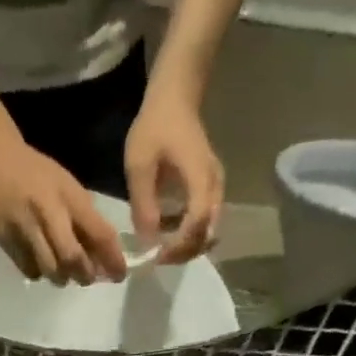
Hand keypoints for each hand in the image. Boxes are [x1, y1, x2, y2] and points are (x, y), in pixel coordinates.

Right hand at [0, 134, 127, 284]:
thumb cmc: (35, 173)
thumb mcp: (66, 186)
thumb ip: (83, 218)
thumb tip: (100, 256)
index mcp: (69, 196)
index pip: (99, 233)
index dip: (112, 259)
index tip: (118, 275)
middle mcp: (48, 211)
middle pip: (72, 258)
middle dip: (84, 275)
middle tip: (86, 278)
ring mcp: (24, 226)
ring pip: (50, 269)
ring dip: (62, 278)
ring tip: (64, 274)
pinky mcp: (4, 237)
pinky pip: (28, 268)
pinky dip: (39, 272)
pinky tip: (39, 263)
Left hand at [124, 94, 223, 262]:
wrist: (175, 98)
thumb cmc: (156, 126)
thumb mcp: (139, 164)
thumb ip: (144, 204)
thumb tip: (148, 241)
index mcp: (200, 178)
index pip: (197, 223)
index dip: (179, 245)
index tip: (157, 255)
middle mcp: (215, 187)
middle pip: (207, 234)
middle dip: (183, 252)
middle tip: (157, 257)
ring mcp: (216, 189)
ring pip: (208, 231)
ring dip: (186, 246)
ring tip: (161, 248)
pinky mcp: (210, 190)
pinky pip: (204, 221)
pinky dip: (188, 234)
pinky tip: (167, 233)